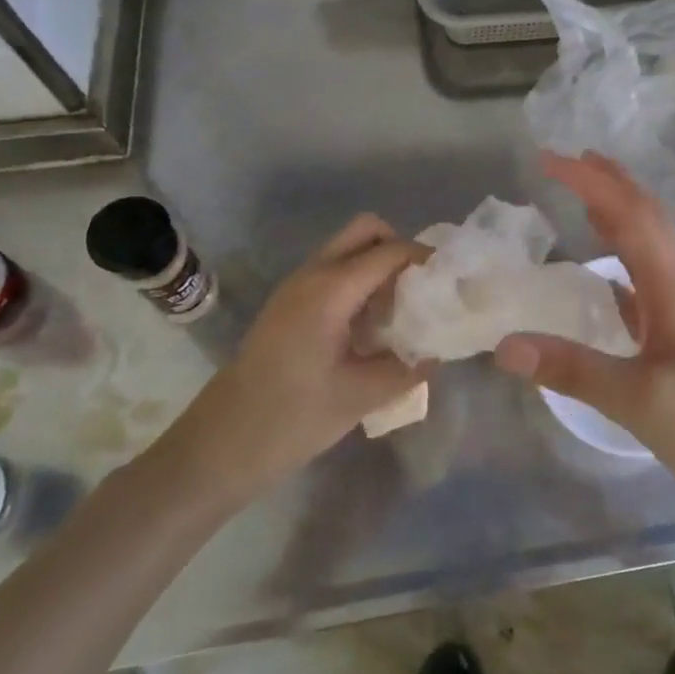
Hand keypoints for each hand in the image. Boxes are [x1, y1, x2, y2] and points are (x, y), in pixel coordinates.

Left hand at [176, 216, 429, 499]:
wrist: (222, 443)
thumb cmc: (293, 418)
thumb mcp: (361, 396)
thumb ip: (408, 367)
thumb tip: (437, 352)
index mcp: (331, 290)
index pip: (390, 251)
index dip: (425, 259)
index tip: (451, 281)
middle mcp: (313, 274)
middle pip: (366, 230)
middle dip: (400, 248)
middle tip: (421, 288)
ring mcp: (296, 285)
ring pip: (348, 248)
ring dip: (379, 264)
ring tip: (401, 309)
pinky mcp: (289, 302)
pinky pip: (334, 269)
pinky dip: (360, 279)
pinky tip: (371, 324)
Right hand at [494, 152, 674, 513]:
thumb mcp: (636, 401)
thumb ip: (570, 370)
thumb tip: (504, 344)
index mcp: (671, 293)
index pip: (631, 220)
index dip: (593, 184)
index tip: (552, 161)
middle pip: (647, 220)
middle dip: (611, 184)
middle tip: (571, 159)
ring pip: (649, 247)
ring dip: (619, 213)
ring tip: (586, 195)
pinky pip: (644, 282)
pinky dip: (621, 260)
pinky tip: (604, 272)